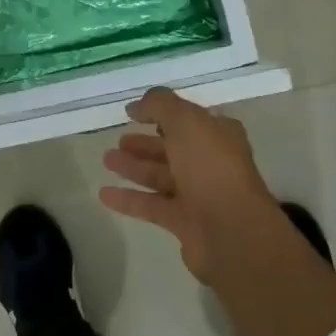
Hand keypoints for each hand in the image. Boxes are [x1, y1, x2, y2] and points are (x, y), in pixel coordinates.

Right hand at [98, 86, 282, 284]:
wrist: (231, 231)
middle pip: (172, 148)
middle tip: (118, 140)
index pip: (188, 118)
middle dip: (144, 144)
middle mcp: (210, 161)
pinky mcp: (184, 222)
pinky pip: (151, 206)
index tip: (134, 114)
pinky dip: (128, 199)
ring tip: (106, 160)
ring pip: (160, 176)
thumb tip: (135, 106)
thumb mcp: (185, 120)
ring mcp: (198, 193)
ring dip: (134, 167)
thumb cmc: (211, 166)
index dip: (163, 113)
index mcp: (218, 134)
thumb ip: (159, 105)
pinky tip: (104, 194)